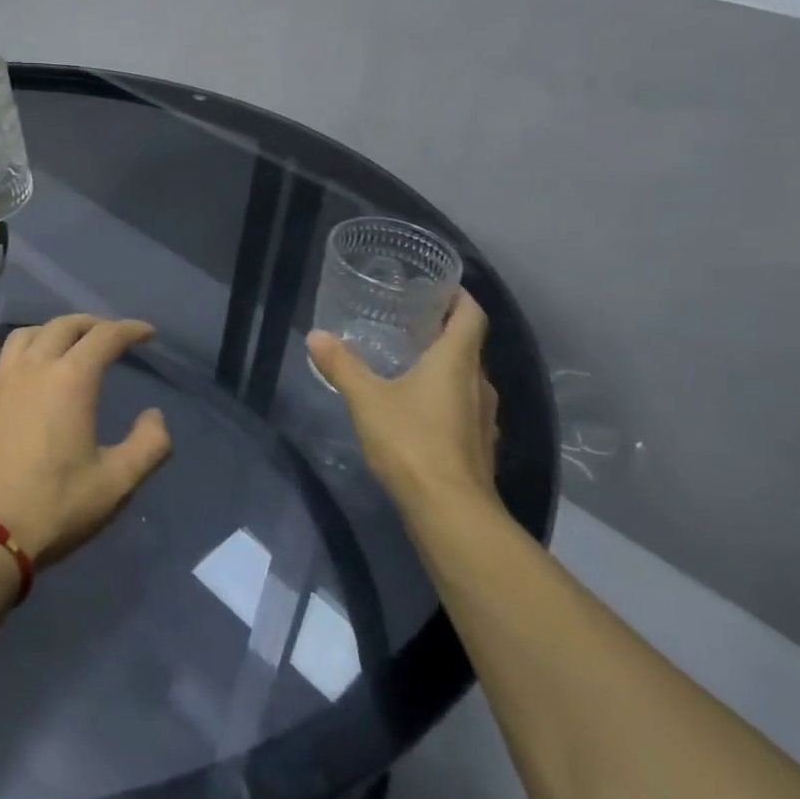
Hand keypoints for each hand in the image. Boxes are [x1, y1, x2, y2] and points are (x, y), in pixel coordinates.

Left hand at [0, 315, 171, 566]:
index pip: (105, 336)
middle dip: (93, 324)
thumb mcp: (116, 483)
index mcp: (70, 379)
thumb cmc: (54, 506)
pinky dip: (27, 351)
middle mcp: (34, 368)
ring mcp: (1, 381)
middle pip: (64, 326)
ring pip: (28, 334)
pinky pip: (6, 358)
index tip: (148, 333)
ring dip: (54, 330)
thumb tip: (154, 415)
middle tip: (111, 335)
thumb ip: (148, 445)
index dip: (130, 329)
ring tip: (69, 344)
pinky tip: (31, 375)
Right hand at [306, 293, 500, 518]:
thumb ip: (342, 366)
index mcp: (456, 362)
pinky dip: (446, 398)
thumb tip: (315, 335)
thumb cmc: (412, 442)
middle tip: (410, 322)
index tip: (438, 286)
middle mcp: (479, 383)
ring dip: (445, 367)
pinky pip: (465, 408)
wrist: (451, 511)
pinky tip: (419, 409)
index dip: (459, 297)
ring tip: (410, 363)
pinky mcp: (479, 446)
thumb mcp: (366, 399)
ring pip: (467, 379)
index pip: (471, 315)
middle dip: (444, 331)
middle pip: (469, 346)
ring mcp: (484, 418)